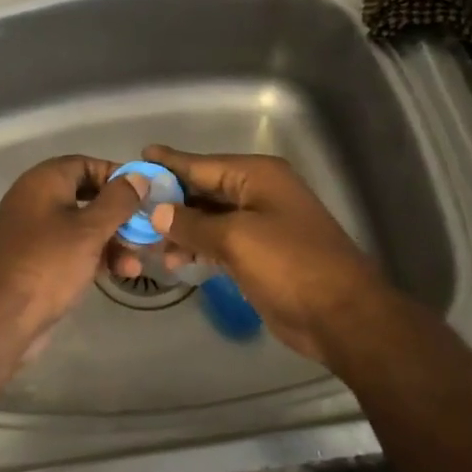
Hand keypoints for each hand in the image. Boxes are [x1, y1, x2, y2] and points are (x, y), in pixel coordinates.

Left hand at [0, 156, 147, 354]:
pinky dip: (96, 256)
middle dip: (120, 214)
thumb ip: (118, 201)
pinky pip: (73, 248)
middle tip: (148, 229)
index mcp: (44, 181)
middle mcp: (37, 200)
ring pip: (83, 226)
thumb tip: (139, 176)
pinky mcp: (38, 260)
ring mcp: (36, 232)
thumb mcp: (90, 230)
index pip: (86, 164)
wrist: (1, 317)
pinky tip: (121, 273)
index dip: (117, 176)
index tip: (146, 193)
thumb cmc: (49, 263)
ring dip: (113, 240)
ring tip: (137, 262)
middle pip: (87, 195)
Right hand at [139, 145, 389, 367]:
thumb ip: (192, 223)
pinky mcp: (261, 254)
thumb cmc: (290, 265)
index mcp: (257, 176)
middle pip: (204, 190)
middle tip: (130, 207)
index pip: (202, 164)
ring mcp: (262, 224)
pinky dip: (198, 248)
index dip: (169, 162)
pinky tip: (174, 260)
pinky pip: (220, 242)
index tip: (139, 155)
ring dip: (180, 229)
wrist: (342, 316)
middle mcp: (259, 193)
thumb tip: (156, 210)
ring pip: (210, 219)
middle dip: (169, 200)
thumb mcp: (235, 239)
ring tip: (146, 241)